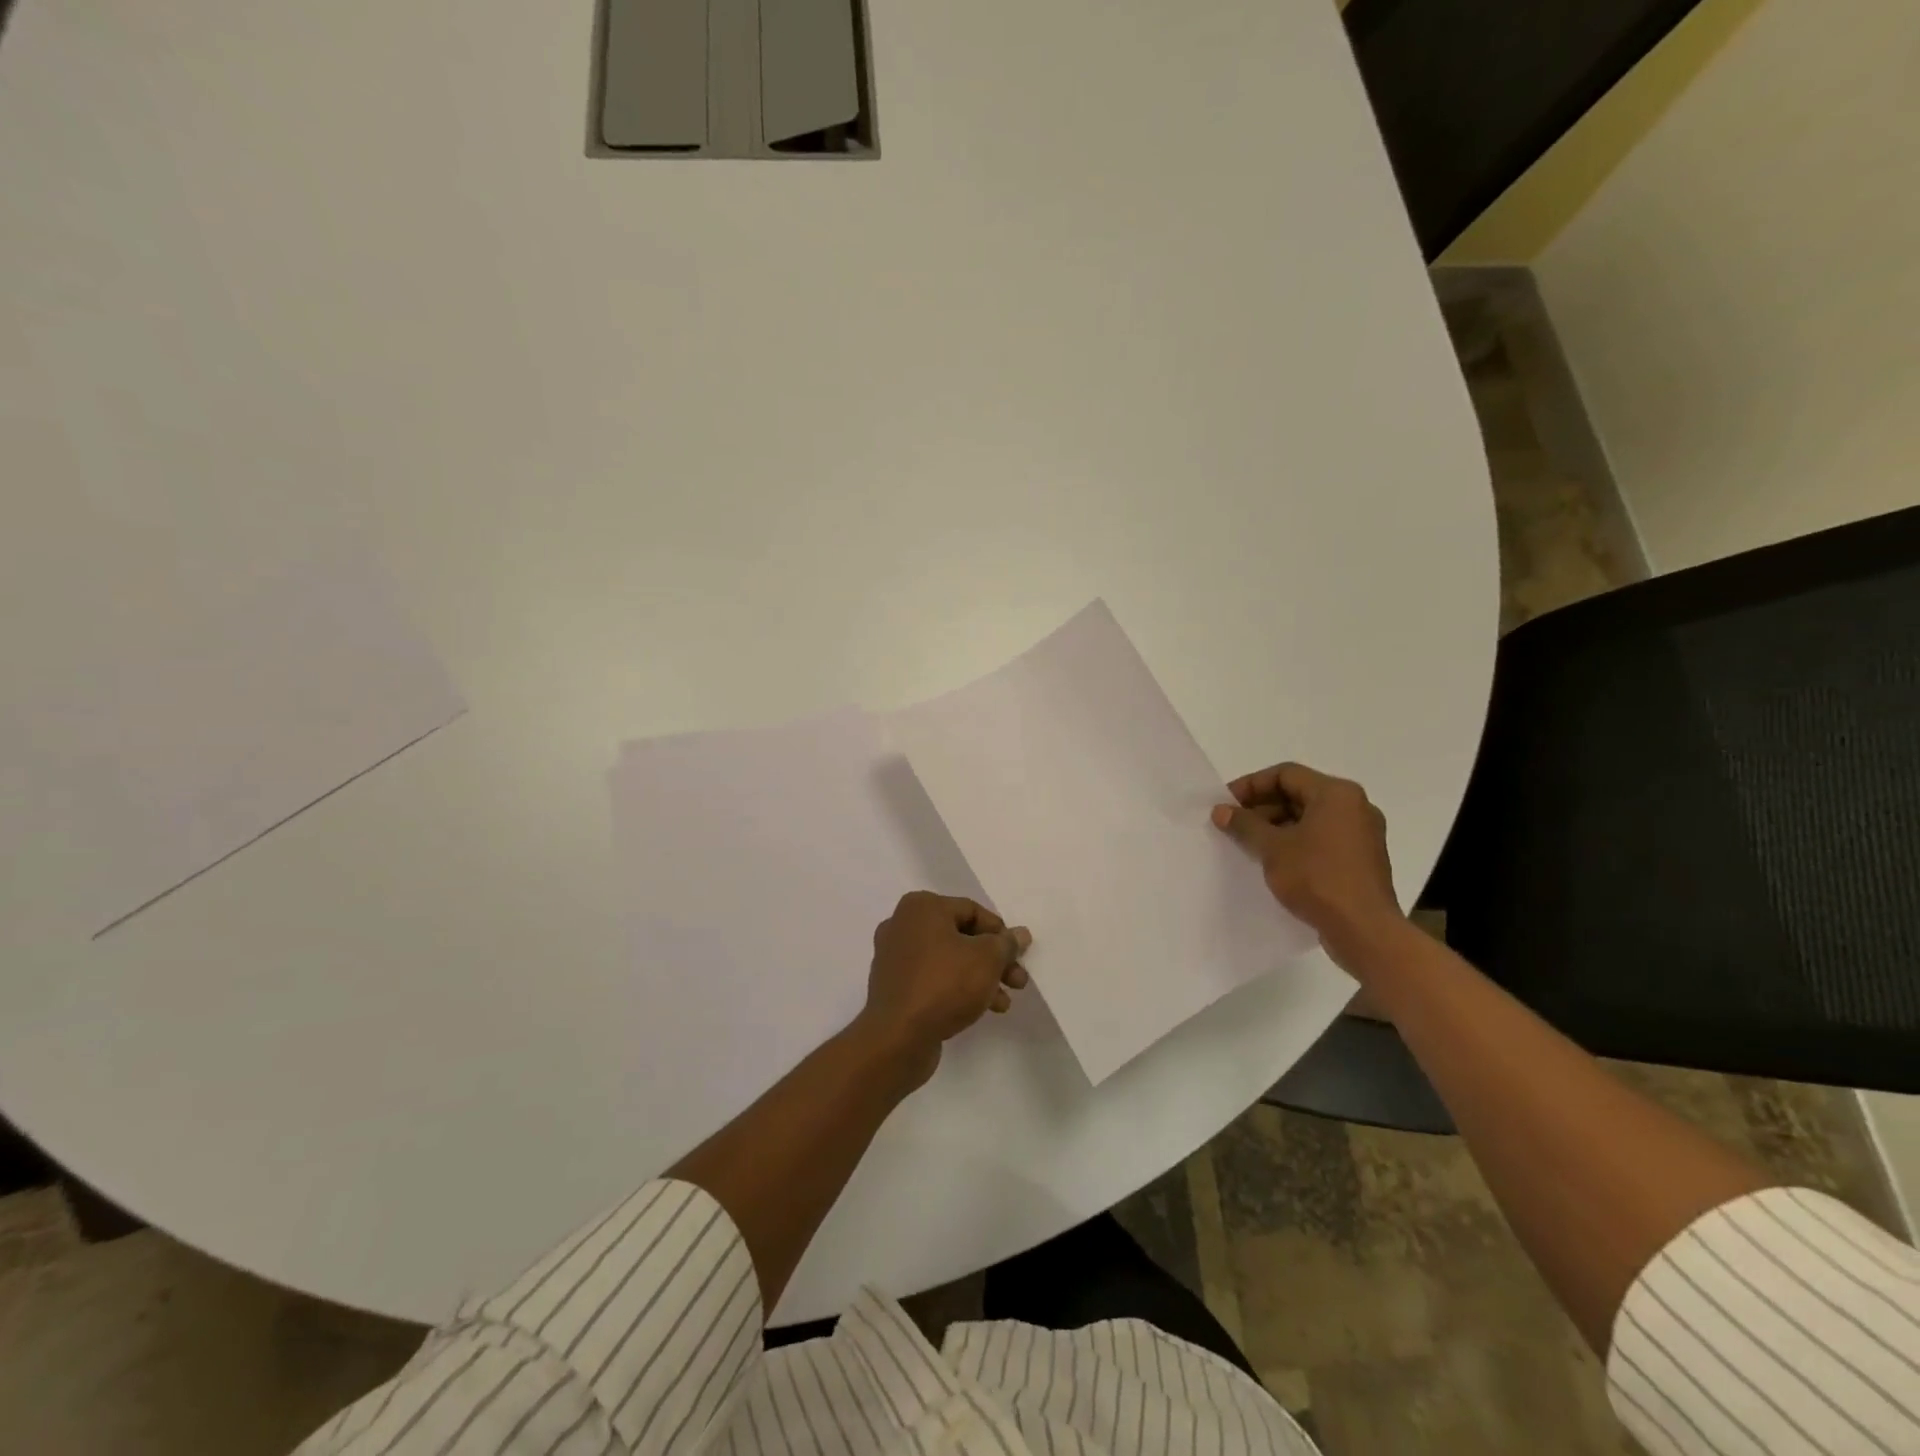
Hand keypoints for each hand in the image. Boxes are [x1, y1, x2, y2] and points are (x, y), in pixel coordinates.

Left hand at [860, 892, 1030, 1085]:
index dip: (1001, 932)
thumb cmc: (944, 984)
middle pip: (961, 936)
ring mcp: (895, 957)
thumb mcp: (987, 959)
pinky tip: (982, 1009)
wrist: (897, 1037)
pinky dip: (957, 988)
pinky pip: (933, 979)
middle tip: (1018, 981)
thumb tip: (1020, 934)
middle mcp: (903, 925)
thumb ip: (1006, 944)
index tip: (1019, 955)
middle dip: (994, 960)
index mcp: (921, 907)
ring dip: (980, 977)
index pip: (972, 911)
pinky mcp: (894, 986)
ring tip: (1004, 1002)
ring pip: (949, 960)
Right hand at [1211, 762, 1404, 969]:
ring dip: (1276, 827)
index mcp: (1337, 794)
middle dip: (1261, 807)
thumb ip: (1244, 824)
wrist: (1364, 931)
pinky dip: (1295, 843)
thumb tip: (1221, 810)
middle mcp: (1354, 807)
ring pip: (1309, 818)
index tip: (1226, 804)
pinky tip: (1273, 862)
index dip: (1250, 785)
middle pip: (1298, 794)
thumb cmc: (1318, 878)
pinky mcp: (1361, 860)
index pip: (1285, 774)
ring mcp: (1361, 834)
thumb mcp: (1272, 848)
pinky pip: (1322, 839)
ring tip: (1247, 845)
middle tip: (1232, 824)